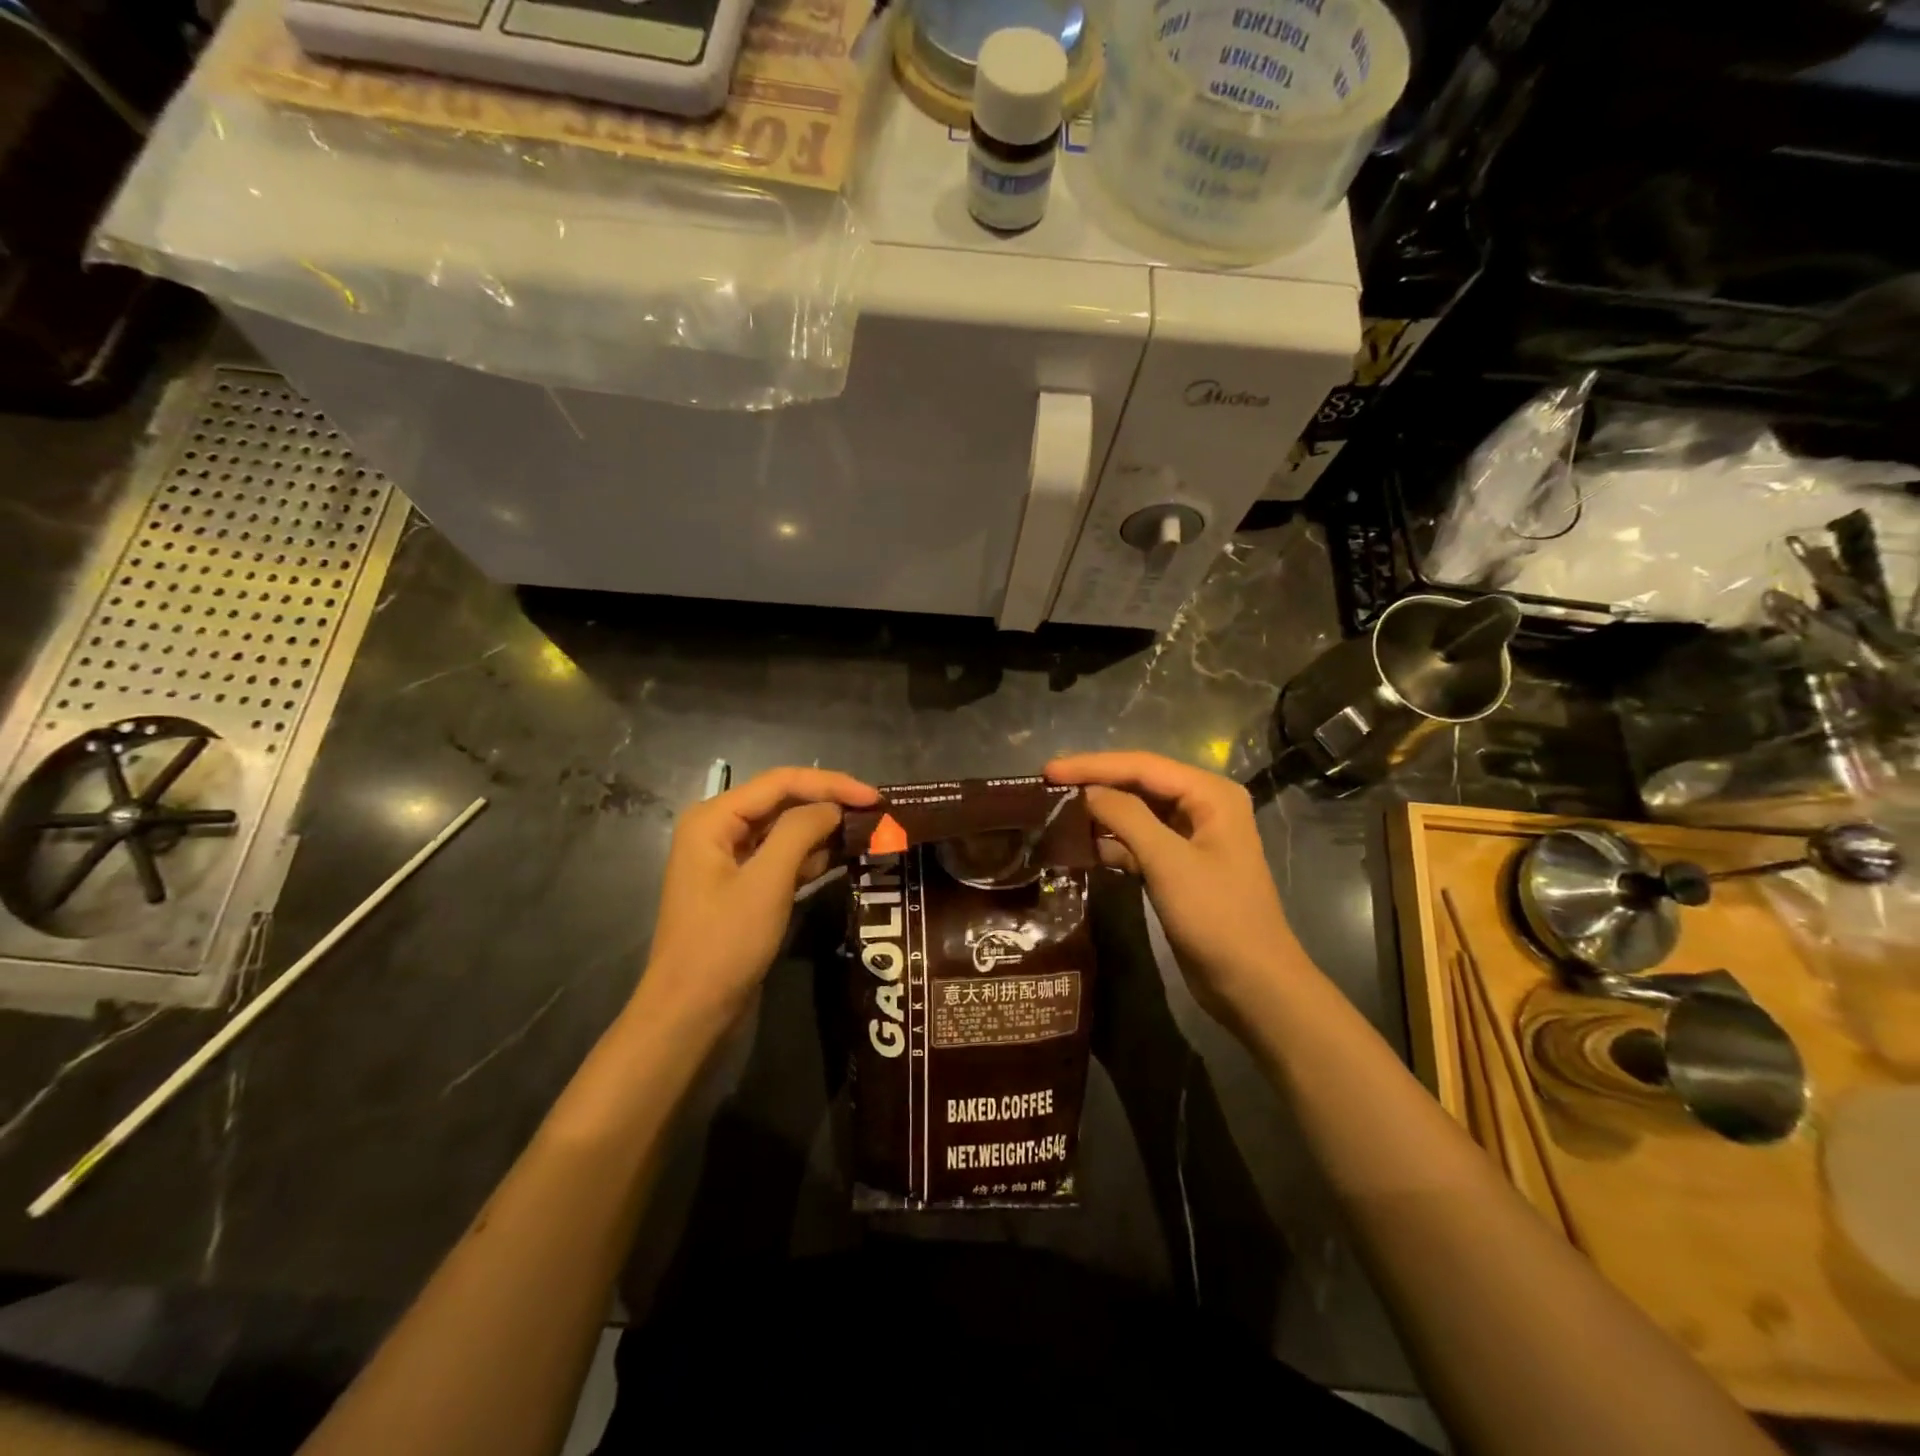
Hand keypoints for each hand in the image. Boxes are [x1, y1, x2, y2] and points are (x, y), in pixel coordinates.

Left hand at [637, 766, 877, 1034]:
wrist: (691, 1012)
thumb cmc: (724, 943)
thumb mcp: (766, 882)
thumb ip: (800, 832)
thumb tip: (833, 808)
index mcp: (714, 818)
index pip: (781, 782)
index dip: (831, 784)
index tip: (874, 797)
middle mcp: (720, 829)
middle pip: (783, 801)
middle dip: (829, 804)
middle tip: (877, 813)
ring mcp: (731, 859)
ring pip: (786, 829)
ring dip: (824, 830)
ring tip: (870, 831)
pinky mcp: (744, 886)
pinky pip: (783, 858)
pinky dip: (812, 856)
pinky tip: (844, 857)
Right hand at [1046, 752, 1308, 1031]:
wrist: (1252, 984)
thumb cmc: (1216, 917)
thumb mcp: (1168, 862)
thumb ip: (1126, 817)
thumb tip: (1087, 792)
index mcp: (1210, 794)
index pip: (1143, 766)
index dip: (1093, 765)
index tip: (1049, 770)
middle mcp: (1203, 806)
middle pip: (1139, 784)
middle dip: (1095, 784)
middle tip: (1048, 786)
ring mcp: (1191, 837)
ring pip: (1137, 813)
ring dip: (1100, 814)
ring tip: (1056, 812)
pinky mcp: (1179, 866)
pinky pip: (1139, 842)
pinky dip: (1112, 843)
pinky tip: (1080, 847)